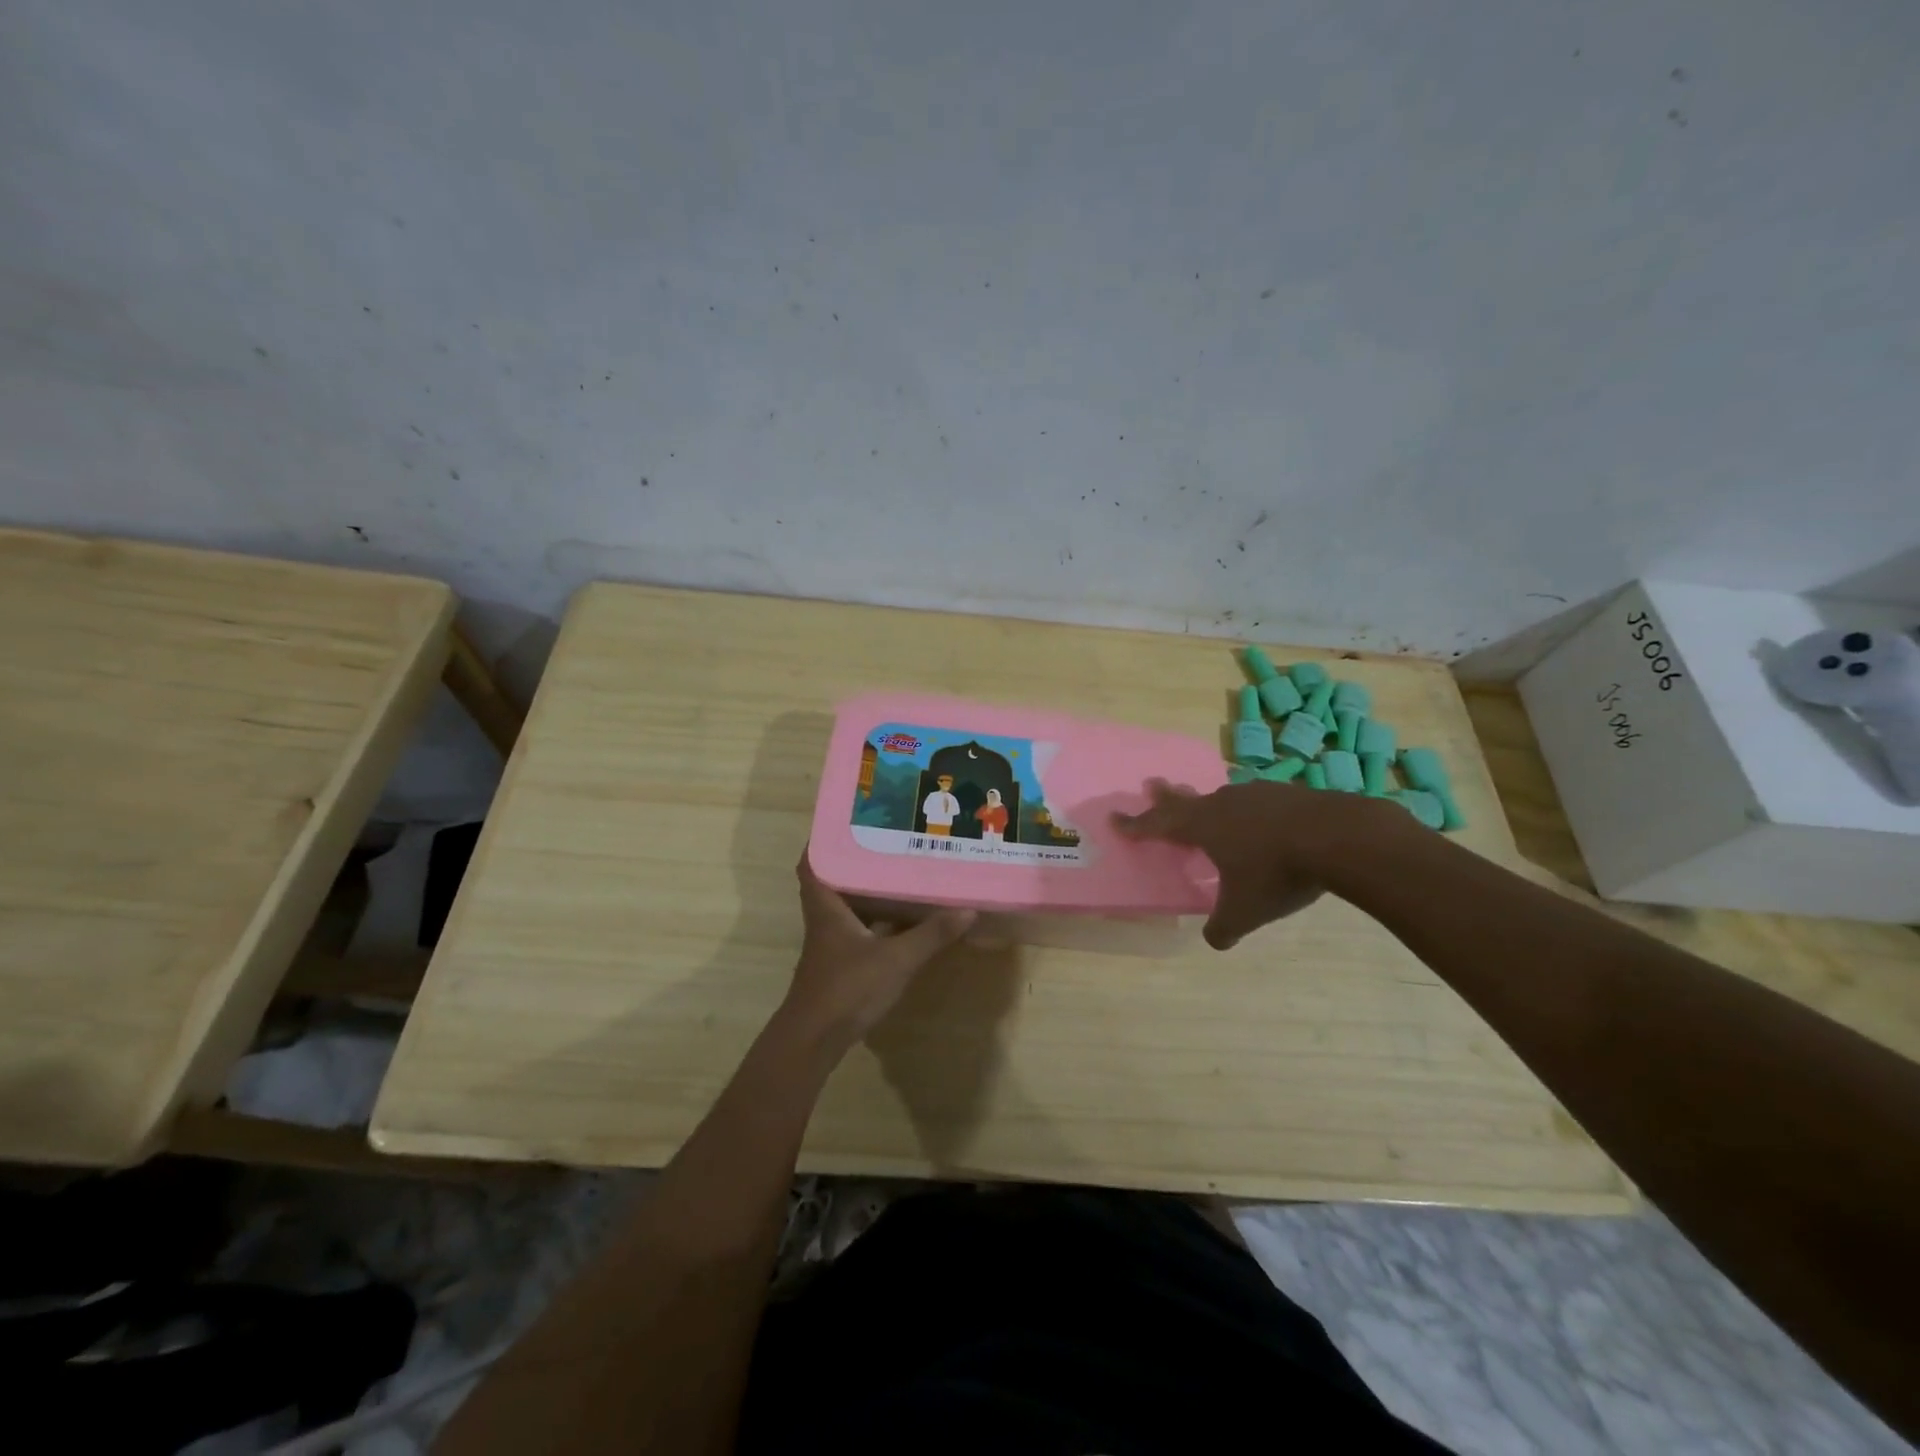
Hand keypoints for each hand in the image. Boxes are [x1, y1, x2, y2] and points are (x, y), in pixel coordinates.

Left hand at [780, 850, 976, 1054]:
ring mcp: (830, 944)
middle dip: (855, 862)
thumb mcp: (896, 959)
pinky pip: (856, 930)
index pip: (812, 863)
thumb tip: (967, 909)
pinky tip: (900, 920)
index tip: (847, 823)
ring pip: (845, 907)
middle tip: (885, 842)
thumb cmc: (847, 988)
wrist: (815, 1040)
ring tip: (898, 872)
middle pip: (832, 880)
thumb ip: (931, 934)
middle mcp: (824, 919)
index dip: (822, 841)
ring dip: (866, 891)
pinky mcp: (839, 965)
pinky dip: (874, 921)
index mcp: (827, 906)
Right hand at [1113, 779, 1404, 948]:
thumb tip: (1214, 940)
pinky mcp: (1288, 793)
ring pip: (1224, 797)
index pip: (1158, 825)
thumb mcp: (1245, 911)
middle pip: (1186, 799)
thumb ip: (1223, 927)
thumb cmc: (1277, 873)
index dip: (1135, 825)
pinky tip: (1261, 817)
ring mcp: (1257, 794)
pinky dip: (1249, 809)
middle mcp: (1223, 804)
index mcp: (1203, 827)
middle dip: (1166, 797)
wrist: (1338, 837)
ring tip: (1210, 806)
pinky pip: (1256, 800)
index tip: (1115, 819)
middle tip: (1152, 784)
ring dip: (1210, 802)